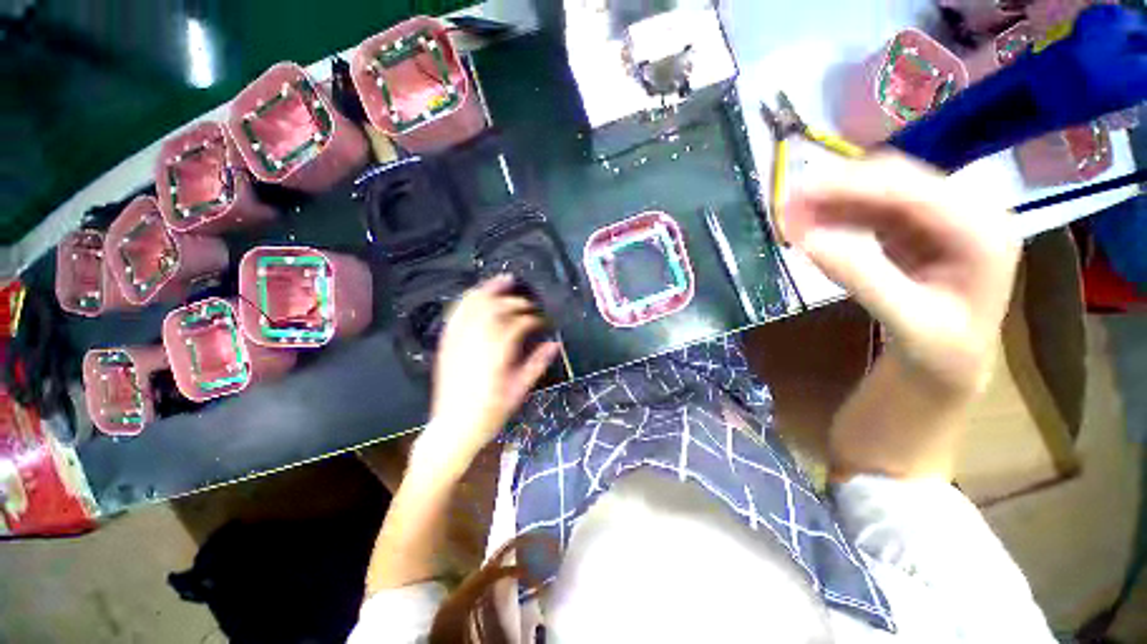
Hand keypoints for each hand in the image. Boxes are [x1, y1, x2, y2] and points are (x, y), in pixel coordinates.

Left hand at [417, 275, 560, 475]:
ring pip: (474, 305)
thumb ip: (537, 364)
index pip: (516, 325)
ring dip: (490, 291)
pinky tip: (478, 293)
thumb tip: (555, 344)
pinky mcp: (447, 343)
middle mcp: (475, 343)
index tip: (541, 320)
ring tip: (505, 280)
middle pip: (496, 310)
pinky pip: (456, 314)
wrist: (453, 428)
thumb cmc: (490, 413)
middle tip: (529, 305)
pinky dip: (468, 299)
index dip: (531, 319)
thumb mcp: (519, 391)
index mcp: (496, 357)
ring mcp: (457, 341)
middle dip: (515, 302)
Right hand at [783, 153, 1019, 393]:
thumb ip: (861, 276)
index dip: (850, 186)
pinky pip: (873, 207)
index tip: (796, 193)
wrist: (950, 360)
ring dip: (834, 200)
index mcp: (982, 231)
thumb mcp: (905, 320)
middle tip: (786, 205)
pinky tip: (814, 223)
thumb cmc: (939, 349)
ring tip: (792, 215)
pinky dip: (839, 213)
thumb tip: (807, 239)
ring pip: (880, 190)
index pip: (911, 191)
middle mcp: (968, 210)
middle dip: (838, 189)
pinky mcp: (918, 225)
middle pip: (896, 181)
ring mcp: (943, 215)